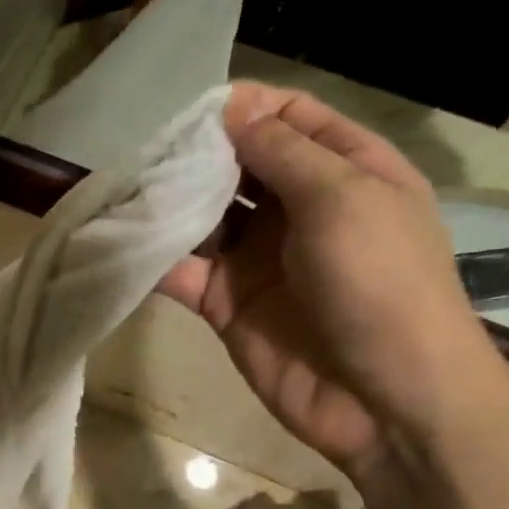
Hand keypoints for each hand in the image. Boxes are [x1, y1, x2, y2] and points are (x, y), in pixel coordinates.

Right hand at [161, 84, 508, 477]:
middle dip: (198, 153)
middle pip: (239, 164)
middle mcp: (300, 209)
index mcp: (346, 172)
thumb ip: (282, 153)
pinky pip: (185, 271)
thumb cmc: (380, 283)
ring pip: (205, 216)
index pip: (292, 118)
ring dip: (170, 202)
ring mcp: (260, 258)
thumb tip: (232, 110)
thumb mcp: (343, 199)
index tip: (196, 111)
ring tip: (127, 186)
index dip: (247, 108)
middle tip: (150, 150)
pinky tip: (124, 240)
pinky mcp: (227, 304)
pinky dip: (155, 257)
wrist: (384, 400)